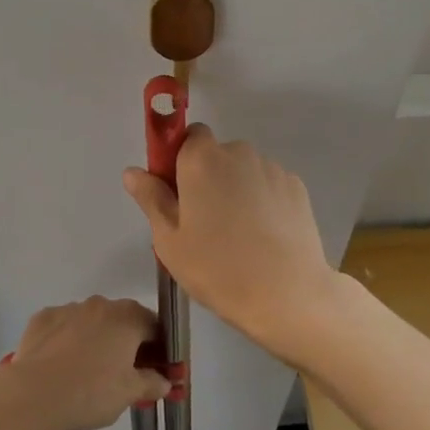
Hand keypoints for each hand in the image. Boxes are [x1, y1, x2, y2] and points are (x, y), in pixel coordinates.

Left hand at [5, 297, 168, 429]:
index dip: (157, 349)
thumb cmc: (90, 393)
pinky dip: (66, 340)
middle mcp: (101, 304)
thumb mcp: (128, 394)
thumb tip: (165, 381)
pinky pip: (62, 326)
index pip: (154, 327)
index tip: (153, 370)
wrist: (33, 395)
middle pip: (122, 321)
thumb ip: (151, 383)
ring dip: (95, 339)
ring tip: (86, 372)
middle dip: (126, 343)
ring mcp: (70, 308)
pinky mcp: (43, 318)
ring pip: (91, 321)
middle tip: (121, 374)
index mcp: (128, 317)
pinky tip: (60, 365)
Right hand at [123, 125, 342, 368]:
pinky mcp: (296, 186)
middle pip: (218, 154)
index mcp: (201, 159)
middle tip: (207, 223)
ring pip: (246, 171)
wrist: (287, 293)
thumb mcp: (170, 241)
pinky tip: (265, 237)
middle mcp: (238, 152)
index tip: (180, 192)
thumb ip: (151, 199)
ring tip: (241, 236)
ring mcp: (271, 167)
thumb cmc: (218, 268)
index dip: (182, 159)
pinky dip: (265, 202)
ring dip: (239, 190)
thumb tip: (133, 171)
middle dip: (211, 177)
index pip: (189, 135)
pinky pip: (270, 186)